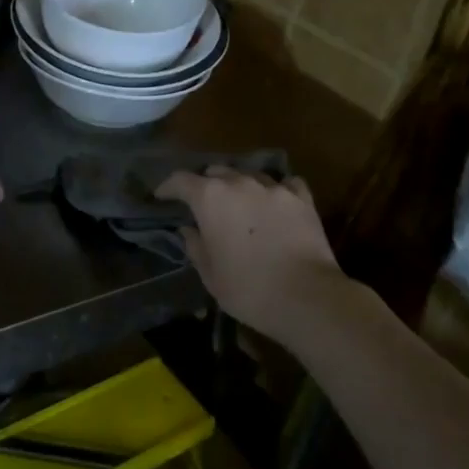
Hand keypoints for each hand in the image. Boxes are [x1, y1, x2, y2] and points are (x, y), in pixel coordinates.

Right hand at [155, 165, 359, 340]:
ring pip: (249, 174)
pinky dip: (276, 190)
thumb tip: (188, 230)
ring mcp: (274, 188)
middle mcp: (240, 183)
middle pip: (215, 171)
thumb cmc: (248, 289)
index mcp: (210, 198)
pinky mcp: (302, 199)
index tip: (161, 197)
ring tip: (240, 202)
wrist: (307, 297)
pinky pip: (285, 184)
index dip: (167, 187)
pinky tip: (276, 202)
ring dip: (239, 185)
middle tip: (202, 203)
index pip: (180, 180)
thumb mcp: (210, 274)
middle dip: (205, 184)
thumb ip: (195, 246)